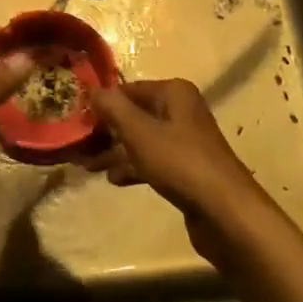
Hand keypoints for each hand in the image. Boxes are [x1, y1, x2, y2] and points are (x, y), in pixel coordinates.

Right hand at [81, 79, 270, 264]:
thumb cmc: (180, 162)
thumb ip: (113, 108)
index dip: (103, 103)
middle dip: (107, 130)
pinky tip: (114, 179)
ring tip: (87, 166)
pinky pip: (153, 161)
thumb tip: (93, 90)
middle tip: (78, 146)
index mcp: (174, 93)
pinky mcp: (187, 169)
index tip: (77, 119)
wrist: (225, 212)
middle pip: (135, 115)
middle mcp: (181, 111)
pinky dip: (133, 167)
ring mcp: (185, 141)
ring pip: (142, 140)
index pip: (129, 89)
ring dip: (116, 151)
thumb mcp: (139, 132)